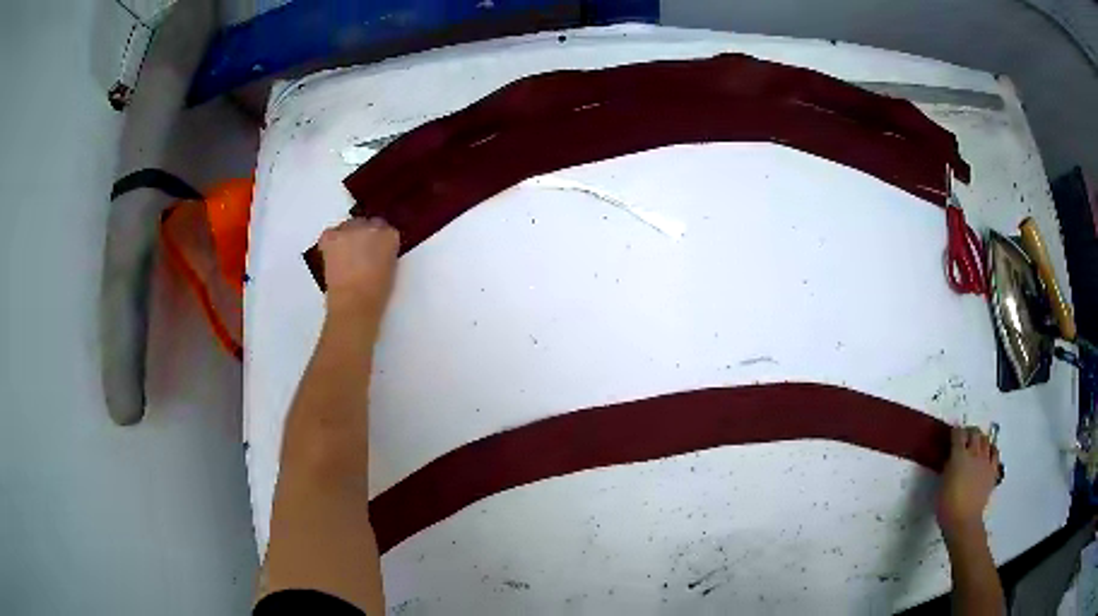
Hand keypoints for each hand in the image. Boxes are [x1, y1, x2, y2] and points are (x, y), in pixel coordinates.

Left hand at [318, 218, 399, 328]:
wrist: (353, 304)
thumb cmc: (376, 293)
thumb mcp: (390, 268)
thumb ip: (385, 251)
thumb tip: (376, 250)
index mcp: (390, 235)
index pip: (386, 229)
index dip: (379, 241)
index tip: (376, 251)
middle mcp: (371, 226)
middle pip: (367, 224)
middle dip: (364, 235)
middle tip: (360, 254)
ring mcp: (349, 229)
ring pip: (348, 226)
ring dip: (347, 237)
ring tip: (345, 255)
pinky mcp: (331, 236)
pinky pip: (330, 233)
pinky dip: (331, 241)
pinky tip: (333, 254)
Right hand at [936, 426, 999, 537]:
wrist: (963, 521)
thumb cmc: (947, 506)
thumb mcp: (942, 484)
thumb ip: (948, 467)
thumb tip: (951, 458)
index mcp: (959, 456)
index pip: (958, 434)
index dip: (955, 432)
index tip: (952, 435)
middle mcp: (974, 453)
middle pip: (975, 433)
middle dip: (970, 432)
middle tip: (964, 438)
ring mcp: (986, 461)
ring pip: (986, 440)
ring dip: (980, 439)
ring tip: (976, 445)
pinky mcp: (993, 470)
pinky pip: (995, 453)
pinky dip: (991, 450)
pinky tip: (988, 453)